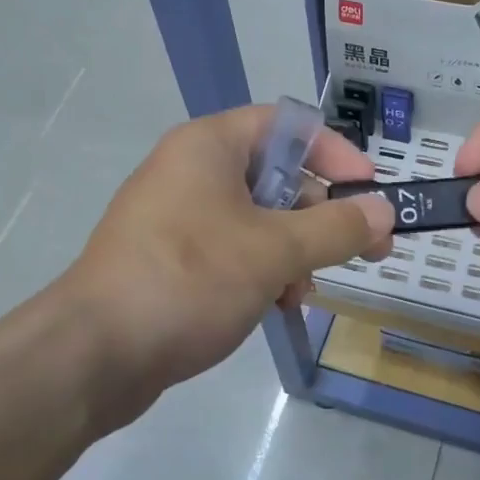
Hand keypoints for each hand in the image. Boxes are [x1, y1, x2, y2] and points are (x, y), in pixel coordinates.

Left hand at [60, 105, 394, 420]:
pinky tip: (275, 305)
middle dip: (321, 215)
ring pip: (257, 221)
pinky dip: (262, 272)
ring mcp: (177, 218)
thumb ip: (335, 228)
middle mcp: (191, 172)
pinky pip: (231, 251)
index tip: (370, 194)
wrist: (95, 353)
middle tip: (366, 251)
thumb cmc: (189, 281)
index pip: (288, 126)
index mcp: (209, 147)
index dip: (336, 154)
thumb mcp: (274, 251)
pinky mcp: (171, 260)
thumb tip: (384, 211)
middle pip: (277, 176)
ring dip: (294, 252)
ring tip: (304, 291)